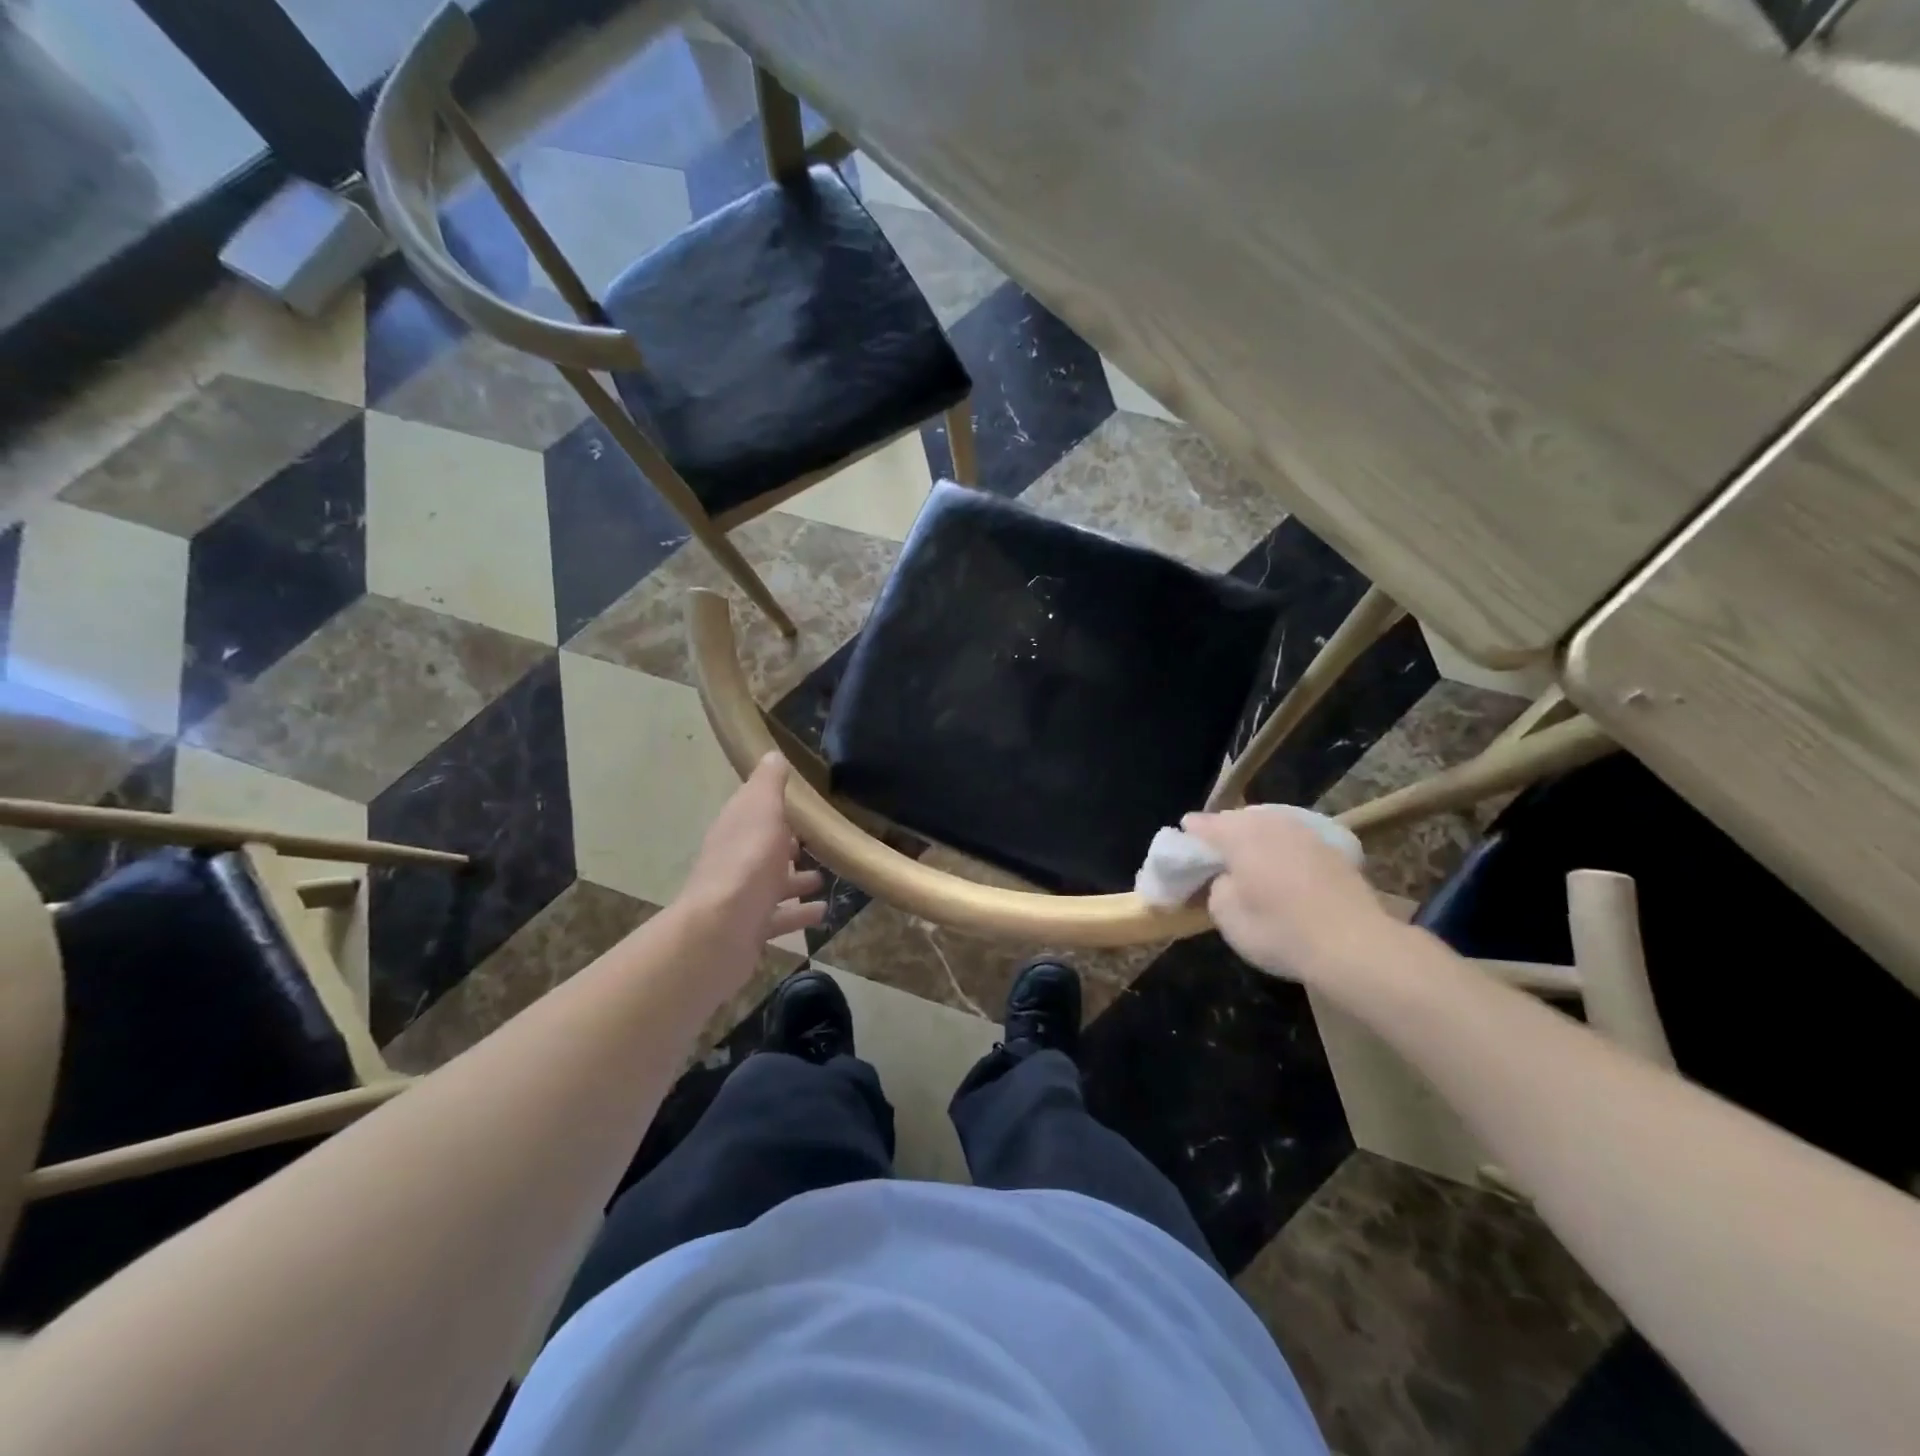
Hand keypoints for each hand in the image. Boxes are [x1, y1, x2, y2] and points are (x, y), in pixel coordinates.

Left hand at [678, 754, 825, 959]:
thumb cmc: (746, 862)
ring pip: (772, 884)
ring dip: (796, 881)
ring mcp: (741, 897)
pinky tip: (822, 913)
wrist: (720, 930)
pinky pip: (779, 918)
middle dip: (787, 846)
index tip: (803, 807)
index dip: (776, 808)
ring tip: (823, 879)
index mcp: (735, 828)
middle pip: (764, 849)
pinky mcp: (750, 929)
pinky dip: (799, 914)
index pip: (754, 811)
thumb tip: (772, 754)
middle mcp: (735, 860)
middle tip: (818, 844)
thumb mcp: (762, 811)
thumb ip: (769, 784)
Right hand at [1180, 807, 1403, 984]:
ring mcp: (1306, 832)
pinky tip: (1284, 873)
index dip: (1189, 836)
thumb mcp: (1226, 915)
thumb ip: (1216, 887)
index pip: (1203, 824)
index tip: (1181, 850)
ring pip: (1269, 828)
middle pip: (1237, 821)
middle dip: (1223, 836)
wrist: (1357, 946)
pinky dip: (1283, 852)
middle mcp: (1271, 822)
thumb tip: (1225, 877)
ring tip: (1249, 865)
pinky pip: (1294, 842)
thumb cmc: (1280, 930)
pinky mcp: (1333, 849)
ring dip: (1256, 842)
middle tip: (1215, 861)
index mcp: (1239, 834)